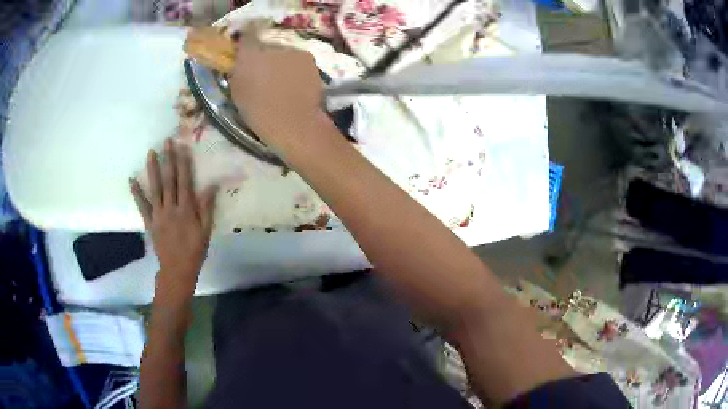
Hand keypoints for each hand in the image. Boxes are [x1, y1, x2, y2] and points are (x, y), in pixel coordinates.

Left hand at [130, 138, 216, 297]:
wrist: (177, 270)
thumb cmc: (194, 250)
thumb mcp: (206, 231)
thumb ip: (207, 208)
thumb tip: (211, 185)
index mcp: (186, 209)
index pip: (185, 181)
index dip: (184, 163)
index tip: (182, 147)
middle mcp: (171, 208)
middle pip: (169, 180)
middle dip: (168, 159)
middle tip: (166, 142)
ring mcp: (158, 214)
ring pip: (155, 188)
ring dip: (152, 169)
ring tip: (151, 153)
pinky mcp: (150, 222)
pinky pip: (142, 205)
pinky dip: (137, 192)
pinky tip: (132, 180)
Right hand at [229, 36, 325, 147]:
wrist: (293, 122)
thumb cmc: (259, 112)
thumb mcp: (238, 93)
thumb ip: (238, 72)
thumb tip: (241, 63)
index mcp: (249, 55)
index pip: (247, 37)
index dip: (246, 42)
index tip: (246, 50)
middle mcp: (271, 47)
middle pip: (266, 46)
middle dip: (264, 56)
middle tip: (265, 73)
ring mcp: (292, 50)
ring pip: (283, 52)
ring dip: (282, 62)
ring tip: (283, 82)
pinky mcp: (309, 58)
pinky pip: (298, 60)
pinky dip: (296, 68)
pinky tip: (296, 84)